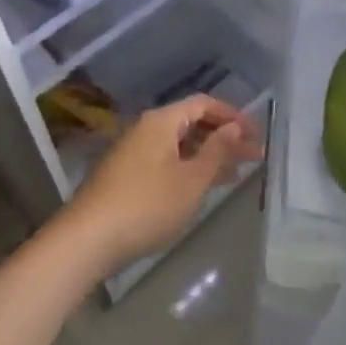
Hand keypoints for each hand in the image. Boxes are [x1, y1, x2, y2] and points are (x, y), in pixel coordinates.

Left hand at [64, 95, 261, 272]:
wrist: (87, 240)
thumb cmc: (147, 205)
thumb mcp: (191, 179)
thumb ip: (217, 151)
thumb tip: (235, 126)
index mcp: (161, 121)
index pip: (204, 104)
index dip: (233, 115)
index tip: (257, 134)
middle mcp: (146, 129)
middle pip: (192, 123)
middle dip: (224, 137)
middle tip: (254, 156)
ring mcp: (134, 153)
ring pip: (180, 145)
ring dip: (209, 155)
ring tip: (237, 173)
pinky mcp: (127, 176)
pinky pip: (168, 161)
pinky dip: (190, 168)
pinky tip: (204, 187)